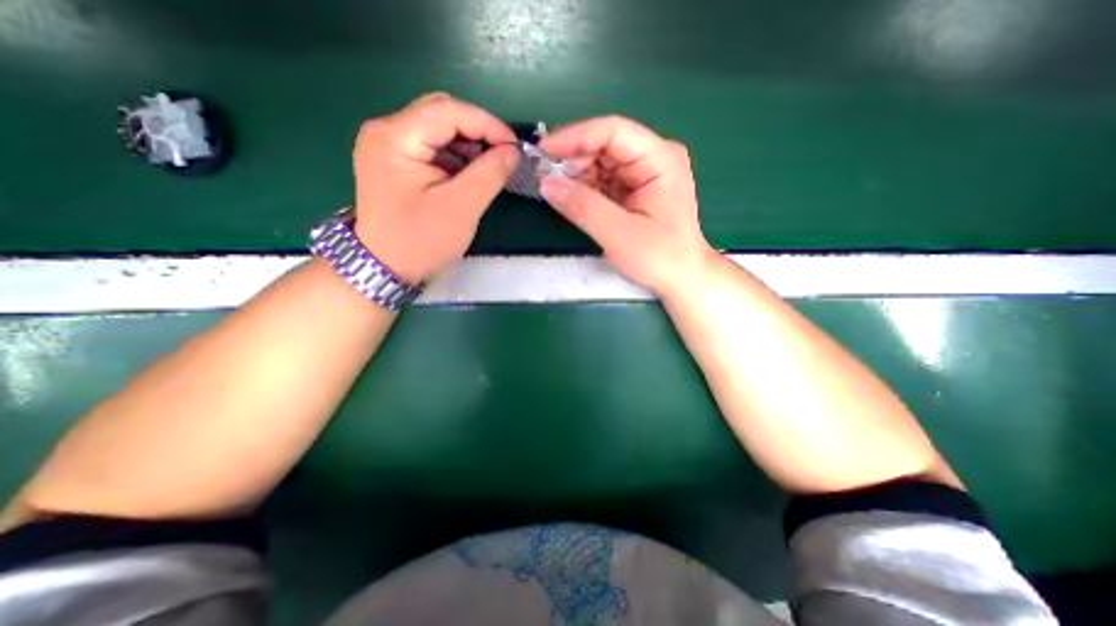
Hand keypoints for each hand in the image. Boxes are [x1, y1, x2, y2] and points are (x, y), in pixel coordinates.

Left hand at [350, 90, 521, 283]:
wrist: (384, 268)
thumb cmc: (420, 241)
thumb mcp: (461, 208)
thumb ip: (490, 174)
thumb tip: (513, 152)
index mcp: (395, 137)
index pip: (448, 110)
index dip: (488, 124)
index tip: (515, 148)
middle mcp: (386, 131)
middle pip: (441, 114)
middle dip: (479, 133)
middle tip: (504, 157)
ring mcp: (389, 146)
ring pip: (439, 130)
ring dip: (470, 146)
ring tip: (491, 169)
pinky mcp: (396, 162)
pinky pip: (433, 147)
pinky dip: (458, 158)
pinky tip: (471, 175)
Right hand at [540, 115, 714, 298]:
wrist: (682, 279)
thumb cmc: (660, 258)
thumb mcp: (619, 234)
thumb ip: (583, 207)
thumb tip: (546, 183)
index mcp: (660, 159)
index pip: (613, 131)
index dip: (576, 137)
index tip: (543, 151)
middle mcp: (653, 158)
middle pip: (605, 145)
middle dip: (574, 159)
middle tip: (546, 178)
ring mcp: (643, 174)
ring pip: (601, 163)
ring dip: (577, 175)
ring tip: (558, 192)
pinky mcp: (634, 191)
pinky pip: (603, 181)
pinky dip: (585, 189)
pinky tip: (572, 199)